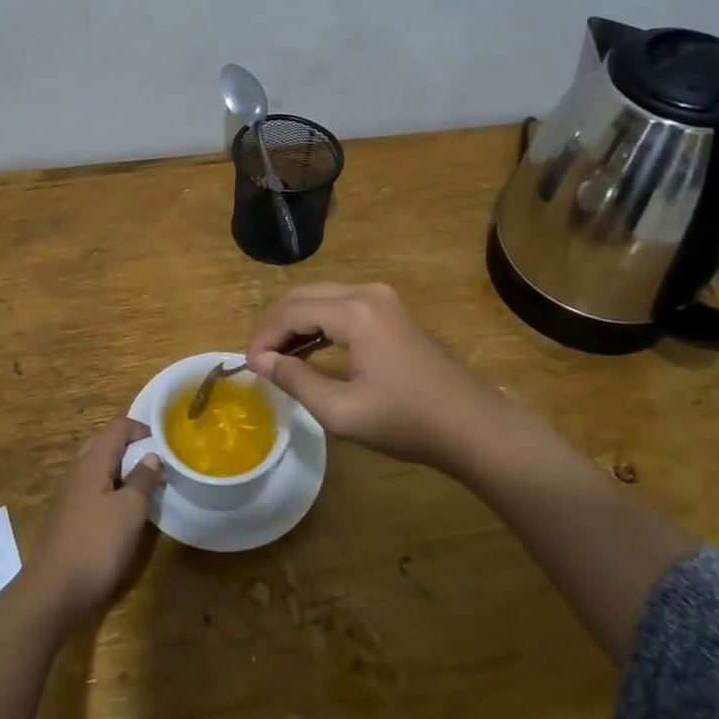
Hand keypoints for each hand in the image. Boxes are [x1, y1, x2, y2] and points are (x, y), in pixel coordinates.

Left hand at [19, 418, 162, 629]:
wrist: (53, 593)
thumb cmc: (96, 545)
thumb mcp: (130, 511)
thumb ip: (143, 479)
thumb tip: (152, 456)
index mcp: (92, 462)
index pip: (117, 427)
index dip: (141, 429)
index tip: (163, 445)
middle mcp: (76, 471)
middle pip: (103, 442)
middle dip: (130, 446)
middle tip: (154, 462)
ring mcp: (68, 494)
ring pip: (96, 466)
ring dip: (120, 468)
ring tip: (143, 485)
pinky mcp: (66, 516)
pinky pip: (91, 488)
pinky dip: (109, 488)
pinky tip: (122, 510)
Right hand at [246, 283, 499, 465]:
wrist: (472, 425)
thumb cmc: (406, 421)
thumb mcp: (341, 411)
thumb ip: (295, 380)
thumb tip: (260, 361)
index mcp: (354, 311)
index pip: (291, 311)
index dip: (263, 337)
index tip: (247, 366)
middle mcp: (365, 292)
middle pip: (303, 296)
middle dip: (274, 324)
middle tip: (256, 358)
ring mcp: (381, 299)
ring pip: (321, 298)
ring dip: (294, 322)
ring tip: (275, 357)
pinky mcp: (390, 311)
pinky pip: (341, 306)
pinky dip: (318, 324)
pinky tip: (306, 350)